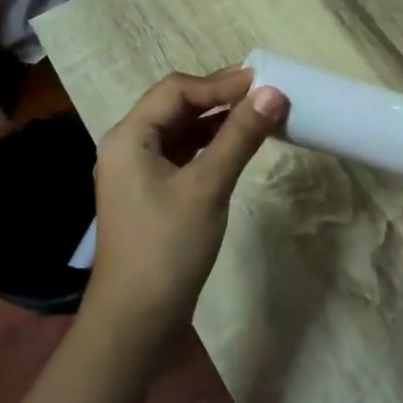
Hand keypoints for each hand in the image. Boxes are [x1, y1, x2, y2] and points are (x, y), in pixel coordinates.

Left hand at [86, 68, 286, 344]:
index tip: (263, 81)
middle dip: (219, 97)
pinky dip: (211, 146)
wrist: (137, 321)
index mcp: (129, 137)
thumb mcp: (207, 187)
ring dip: (217, 121)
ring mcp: (138, 171)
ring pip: (181, 130)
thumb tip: (273, 92)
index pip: (176, 91)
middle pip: (176, 106)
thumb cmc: (167, 247)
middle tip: (264, 93)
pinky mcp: (151, 193)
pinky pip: (183, 155)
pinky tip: (238, 146)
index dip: (220, 83)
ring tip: (258, 115)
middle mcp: (128, 146)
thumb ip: (239, 136)